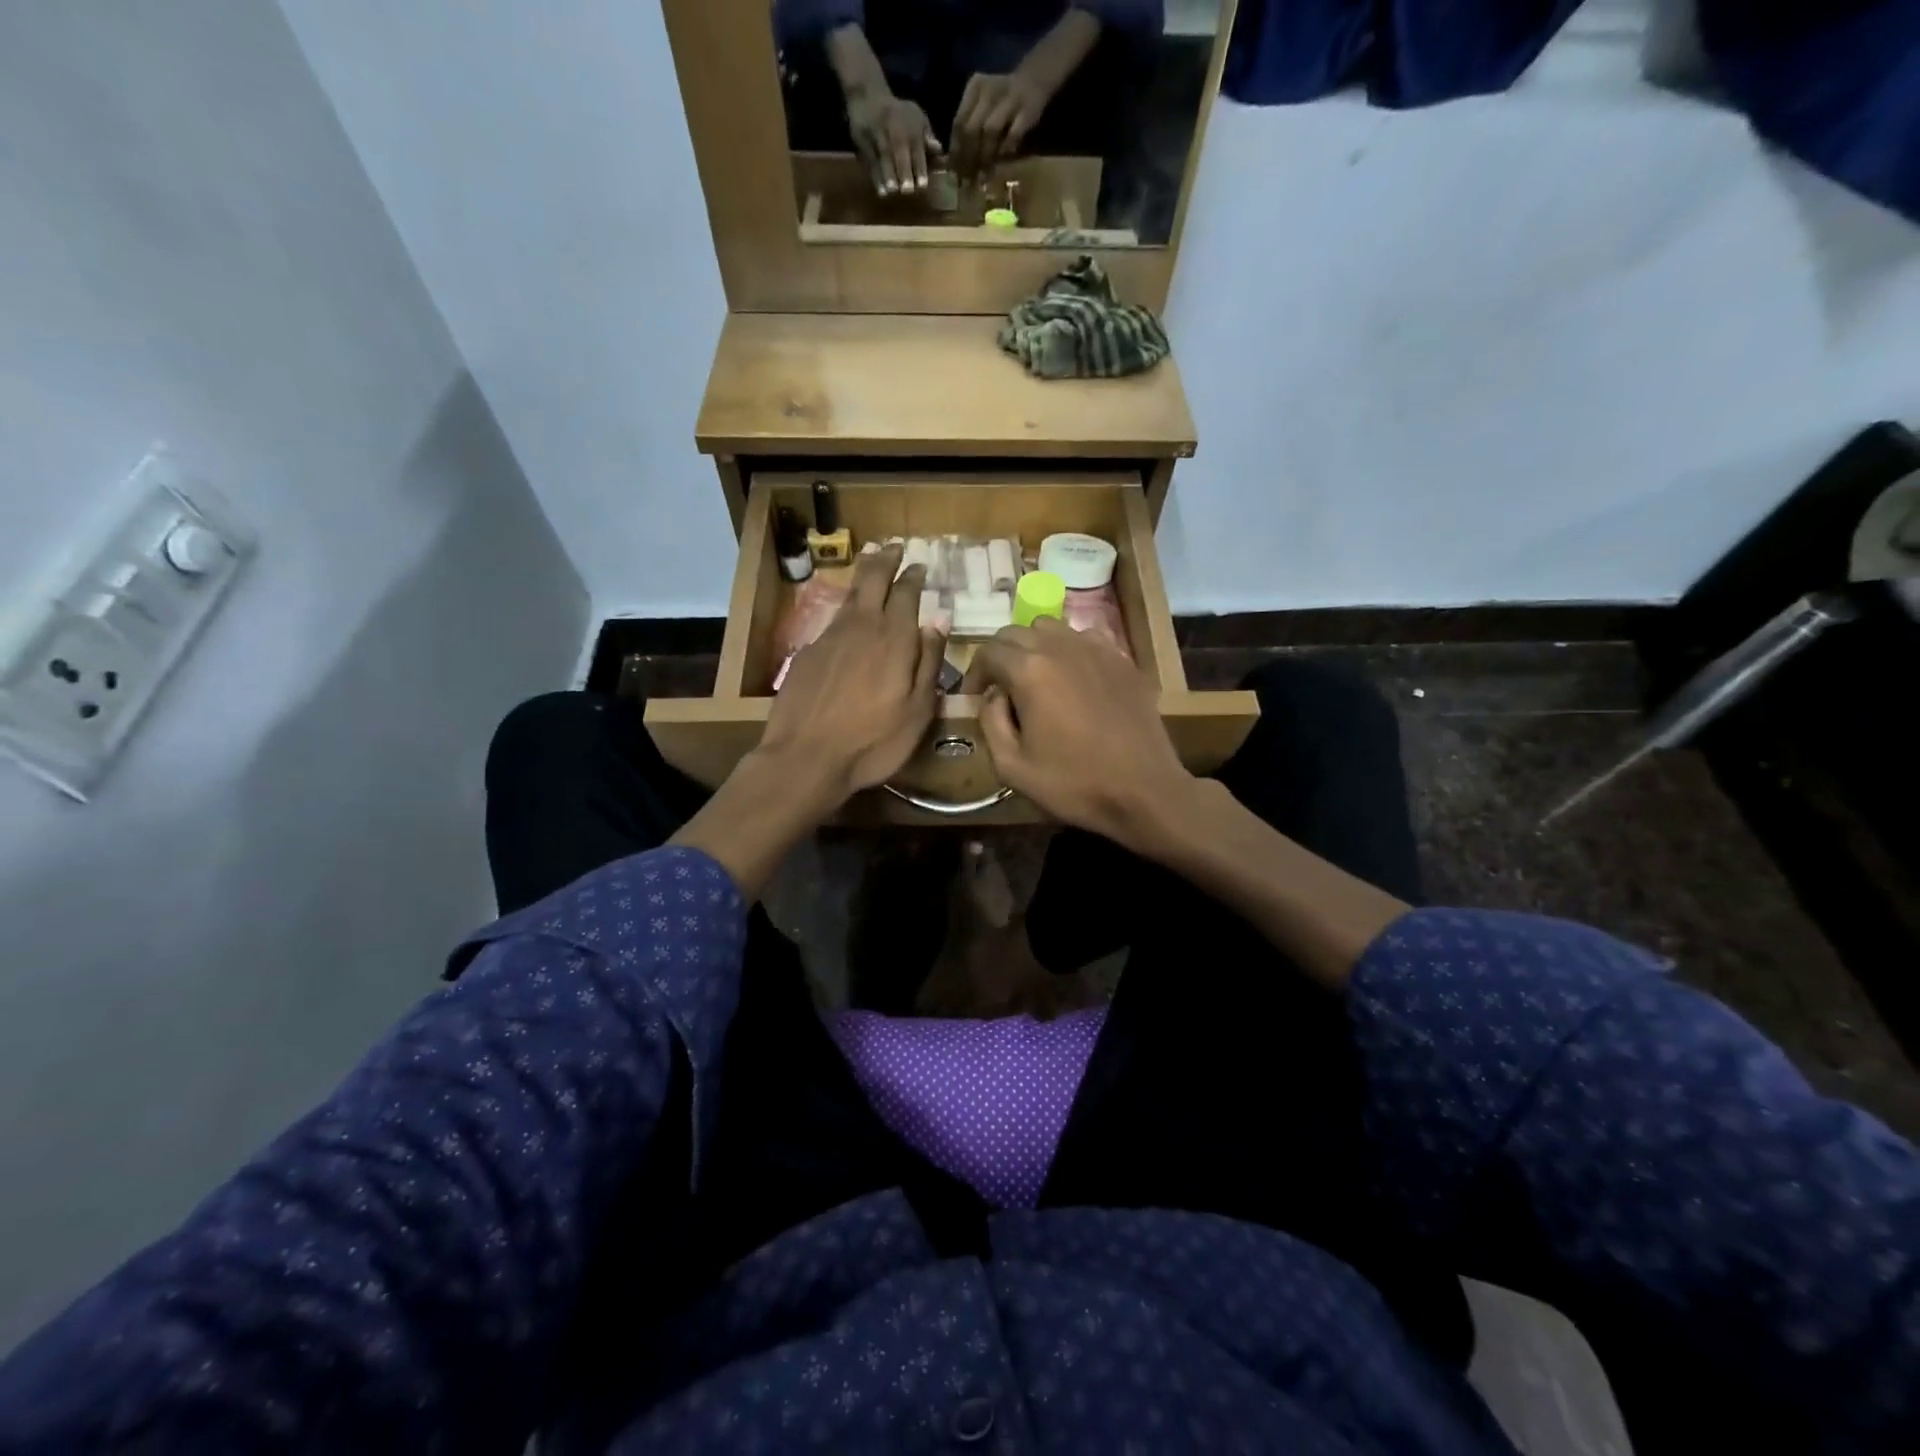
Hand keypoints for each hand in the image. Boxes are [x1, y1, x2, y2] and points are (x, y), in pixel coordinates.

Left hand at [761, 545, 944, 804]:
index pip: (906, 594)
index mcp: (894, 639)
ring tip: (870, 564)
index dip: (914, 577)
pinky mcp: (806, 654)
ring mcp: (829, 638)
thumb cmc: (873, 741)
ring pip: (849, 596)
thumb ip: (929, 662)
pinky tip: (846, 618)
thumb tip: (939, 621)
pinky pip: (832, 622)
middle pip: (873, 580)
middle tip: (893, 547)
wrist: (806, 758)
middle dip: (885, 560)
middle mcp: (861, 627)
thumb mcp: (918, 710)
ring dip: (863, 577)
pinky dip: (844, 610)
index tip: (919, 565)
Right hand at [846, 88, 940, 195]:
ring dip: (888, 175)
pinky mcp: (863, 142)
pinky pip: (870, 162)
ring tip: (892, 191)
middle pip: (899, 152)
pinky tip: (881, 192)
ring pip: (883, 157)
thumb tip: (939, 151)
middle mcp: (894, 131)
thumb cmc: (898, 114)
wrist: (867, 96)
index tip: (922, 185)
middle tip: (907, 190)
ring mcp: (877, 136)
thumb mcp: (916, 118)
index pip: (916, 151)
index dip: (919, 168)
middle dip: (903, 171)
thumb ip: (927, 137)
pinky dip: (876, 177)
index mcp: (910, 128)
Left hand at [949, 70, 1050, 182]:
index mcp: (974, 88)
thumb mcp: (981, 106)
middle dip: (969, 157)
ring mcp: (1009, 99)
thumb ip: (968, 128)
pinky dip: (1005, 150)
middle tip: (969, 179)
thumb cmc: (1000, 102)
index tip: (956, 172)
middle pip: (972, 128)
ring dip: (985, 156)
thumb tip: (956, 164)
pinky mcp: (1027, 110)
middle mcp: (989, 90)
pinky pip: (1013, 134)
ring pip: (990, 131)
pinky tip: (1001, 161)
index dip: (956, 150)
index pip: (959, 122)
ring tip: (983, 176)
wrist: (1033, 81)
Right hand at [965, 618, 1195, 847]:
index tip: (973, 696)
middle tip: (999, 686)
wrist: (1143, 791)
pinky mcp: (1122, 660)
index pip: (988, 651)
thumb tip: (993, 695)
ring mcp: (1096, 649)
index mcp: (1029, 670)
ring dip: (1033, 647)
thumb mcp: (1011, 766)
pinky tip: (1073, 678)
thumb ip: (990, 721)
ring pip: (1051, 628)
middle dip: (1000, 655)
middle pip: (1017, 632)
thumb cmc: (1072, 784)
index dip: (974, 672)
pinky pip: (1085, 639)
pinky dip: (1069, 650)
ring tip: (1034, 678)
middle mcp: (1061, 647)